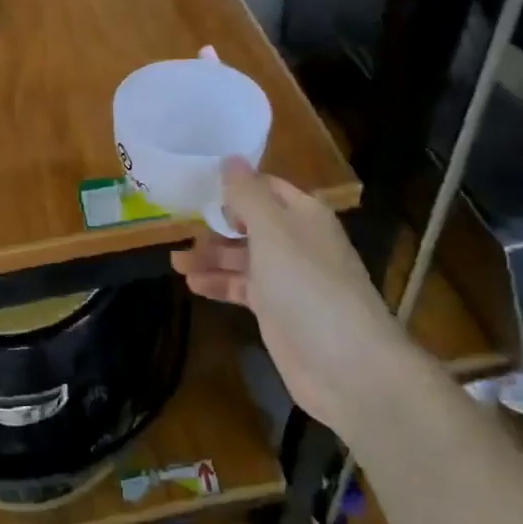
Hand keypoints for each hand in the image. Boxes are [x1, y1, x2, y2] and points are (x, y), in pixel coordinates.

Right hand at [172, 159, 403, 437]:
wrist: (347, 365)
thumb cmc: (307, 285)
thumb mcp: (272, 231)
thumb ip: (247, 194)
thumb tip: (230, 158)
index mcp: (302, 214)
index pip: (264, 187)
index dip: (233, 185)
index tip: (193, 184)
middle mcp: (296, 241)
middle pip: (249, 223)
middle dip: (215, 225)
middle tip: (176, 227)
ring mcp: (287, 279)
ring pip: (242, 258)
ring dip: (211, 257)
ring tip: (175, 261)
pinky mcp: (278, 312)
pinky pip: (243, 288)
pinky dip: (219, 284)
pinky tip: (192, 285)